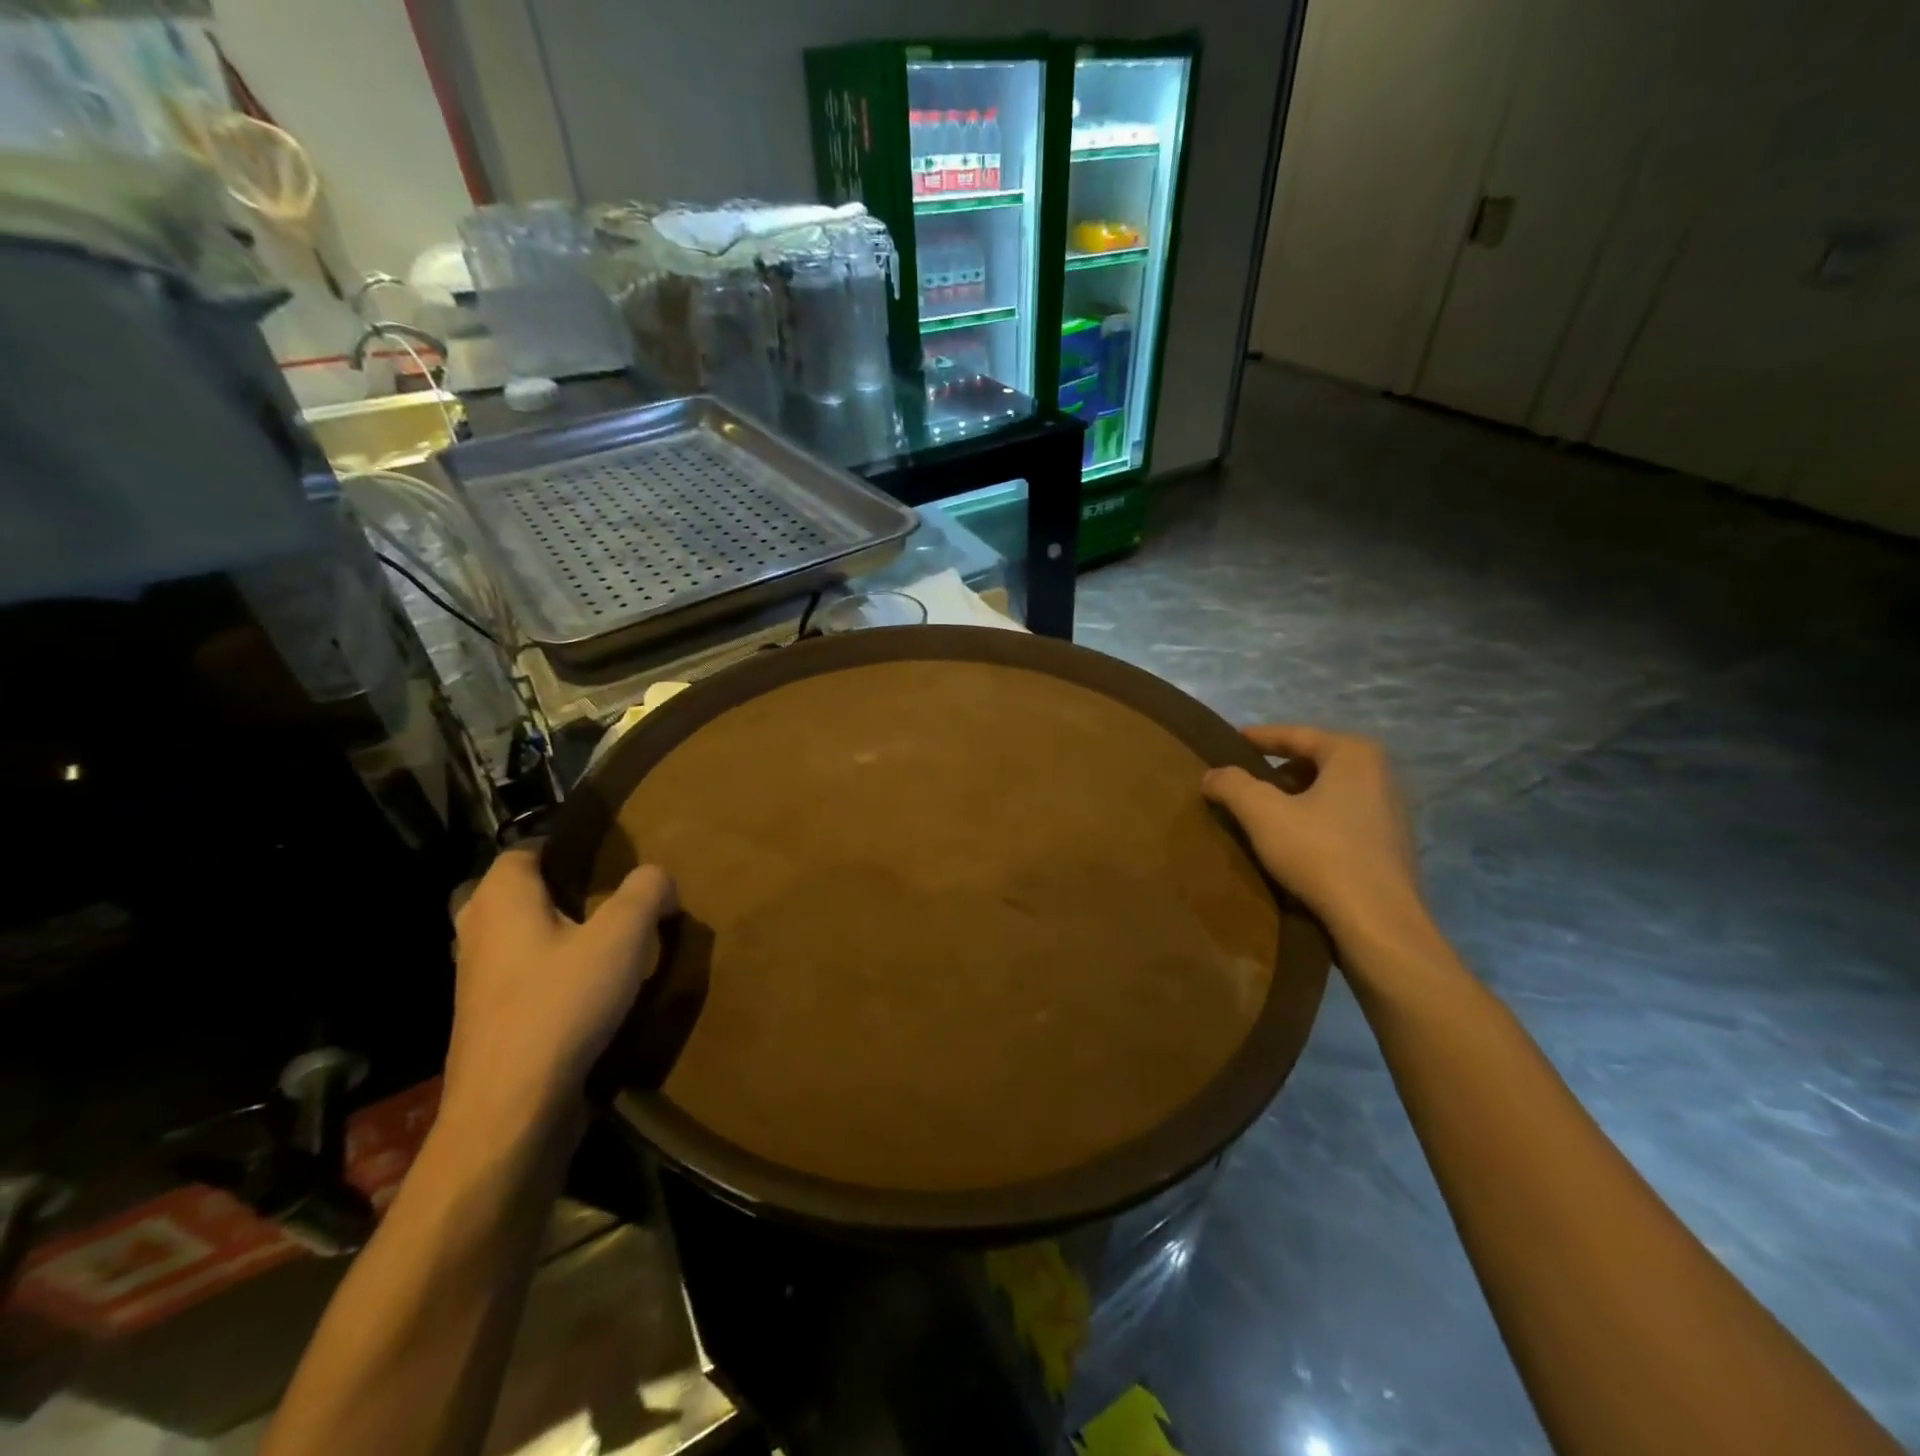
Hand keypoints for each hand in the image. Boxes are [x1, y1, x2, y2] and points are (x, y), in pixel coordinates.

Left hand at [445, 850, 675, 1127]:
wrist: (511, 1110)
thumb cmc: (562, 1005)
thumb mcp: (623, 936)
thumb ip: (646, 892)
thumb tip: (658, 879)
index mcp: (501, 901)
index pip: (523, 851)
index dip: (562, 846)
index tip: (605, 855)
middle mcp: (477, 934)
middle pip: (515, 894)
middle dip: (557, 890)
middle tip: (608, 896)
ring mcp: (475, 983)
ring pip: (516, 938)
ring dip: (554, 934)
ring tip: (605, 941)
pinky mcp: (486, 1024)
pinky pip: (520, 979)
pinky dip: (549, 973)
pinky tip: (590, 990)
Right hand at [1202, 725, 1423, 941]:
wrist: (1378, 922)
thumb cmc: (1320, 853)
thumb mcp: (1262, 813)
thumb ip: (1232, 785)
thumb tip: (1212, 774)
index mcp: (1353, 754)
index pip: (1295, 735)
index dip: (1257, 738)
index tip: (1229, 741)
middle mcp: (1380, 774)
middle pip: (1314, 761)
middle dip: (1276, 770)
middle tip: (1242, 781)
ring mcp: (1390, 811)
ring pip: (1329, 791)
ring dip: (1295, 798)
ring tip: (1262, 813)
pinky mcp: (1390, 845)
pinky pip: (1342, 818)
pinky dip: (1314, 820)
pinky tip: (1293, 842)